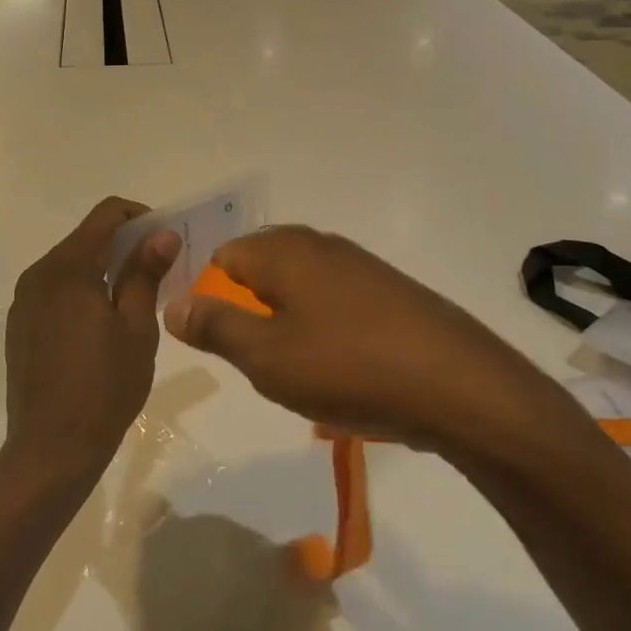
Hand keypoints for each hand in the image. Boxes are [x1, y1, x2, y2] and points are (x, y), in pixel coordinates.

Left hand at [3, 198, 181, 489]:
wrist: (50, 449)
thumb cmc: (104, 387)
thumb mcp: (136, 328)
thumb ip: (145, 273)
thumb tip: (162, 233)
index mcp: (67, 268)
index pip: (106, 215)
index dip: (139, 216)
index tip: (165, 238)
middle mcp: (39, 274)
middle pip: (86, 238)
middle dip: (124, 244)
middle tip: (159, 269)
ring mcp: (24, 301)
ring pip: (70, 265)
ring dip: (103, 268)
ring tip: (135, 298)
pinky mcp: (20, 325)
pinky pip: (56, 291)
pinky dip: (82, 290)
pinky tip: (102, 324)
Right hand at [162, 225, 585, 464]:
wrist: (460, 386)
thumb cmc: (348, 367)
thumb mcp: (266, 356)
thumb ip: (214, 326)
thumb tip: (171, 302)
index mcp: (283, 250)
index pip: (222, 257)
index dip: (209, 296)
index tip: (219, 341)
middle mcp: (319, 244)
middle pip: (261, 267)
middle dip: (249, 311)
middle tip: (258, 360)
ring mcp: (359, 265)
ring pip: (299, 286)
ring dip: (287, 324)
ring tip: (300, 372)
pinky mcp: (389, 290)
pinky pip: (335, 301)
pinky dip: (324, 329)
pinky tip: (341, 369)